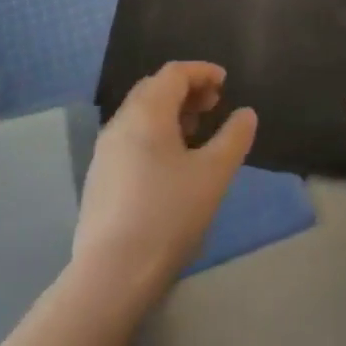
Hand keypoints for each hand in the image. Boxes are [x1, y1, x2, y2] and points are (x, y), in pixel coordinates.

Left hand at [72, 61, 256, 303]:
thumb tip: (246, 113)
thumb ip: (233, 138)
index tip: (225, 81)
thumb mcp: (213, 175)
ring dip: (170, 112)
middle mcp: (120, 122)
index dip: (201, 71)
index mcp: (146, 112)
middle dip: (186, 90)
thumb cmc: (168, 215)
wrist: (112, 274)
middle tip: (213, 105)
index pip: (173, 73)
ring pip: (140, 114)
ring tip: (196, 132)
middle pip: (154, 89)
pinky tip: (171, 163)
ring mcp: (105, 150)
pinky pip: (131, 137)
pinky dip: (155, 133)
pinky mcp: (100, 177)